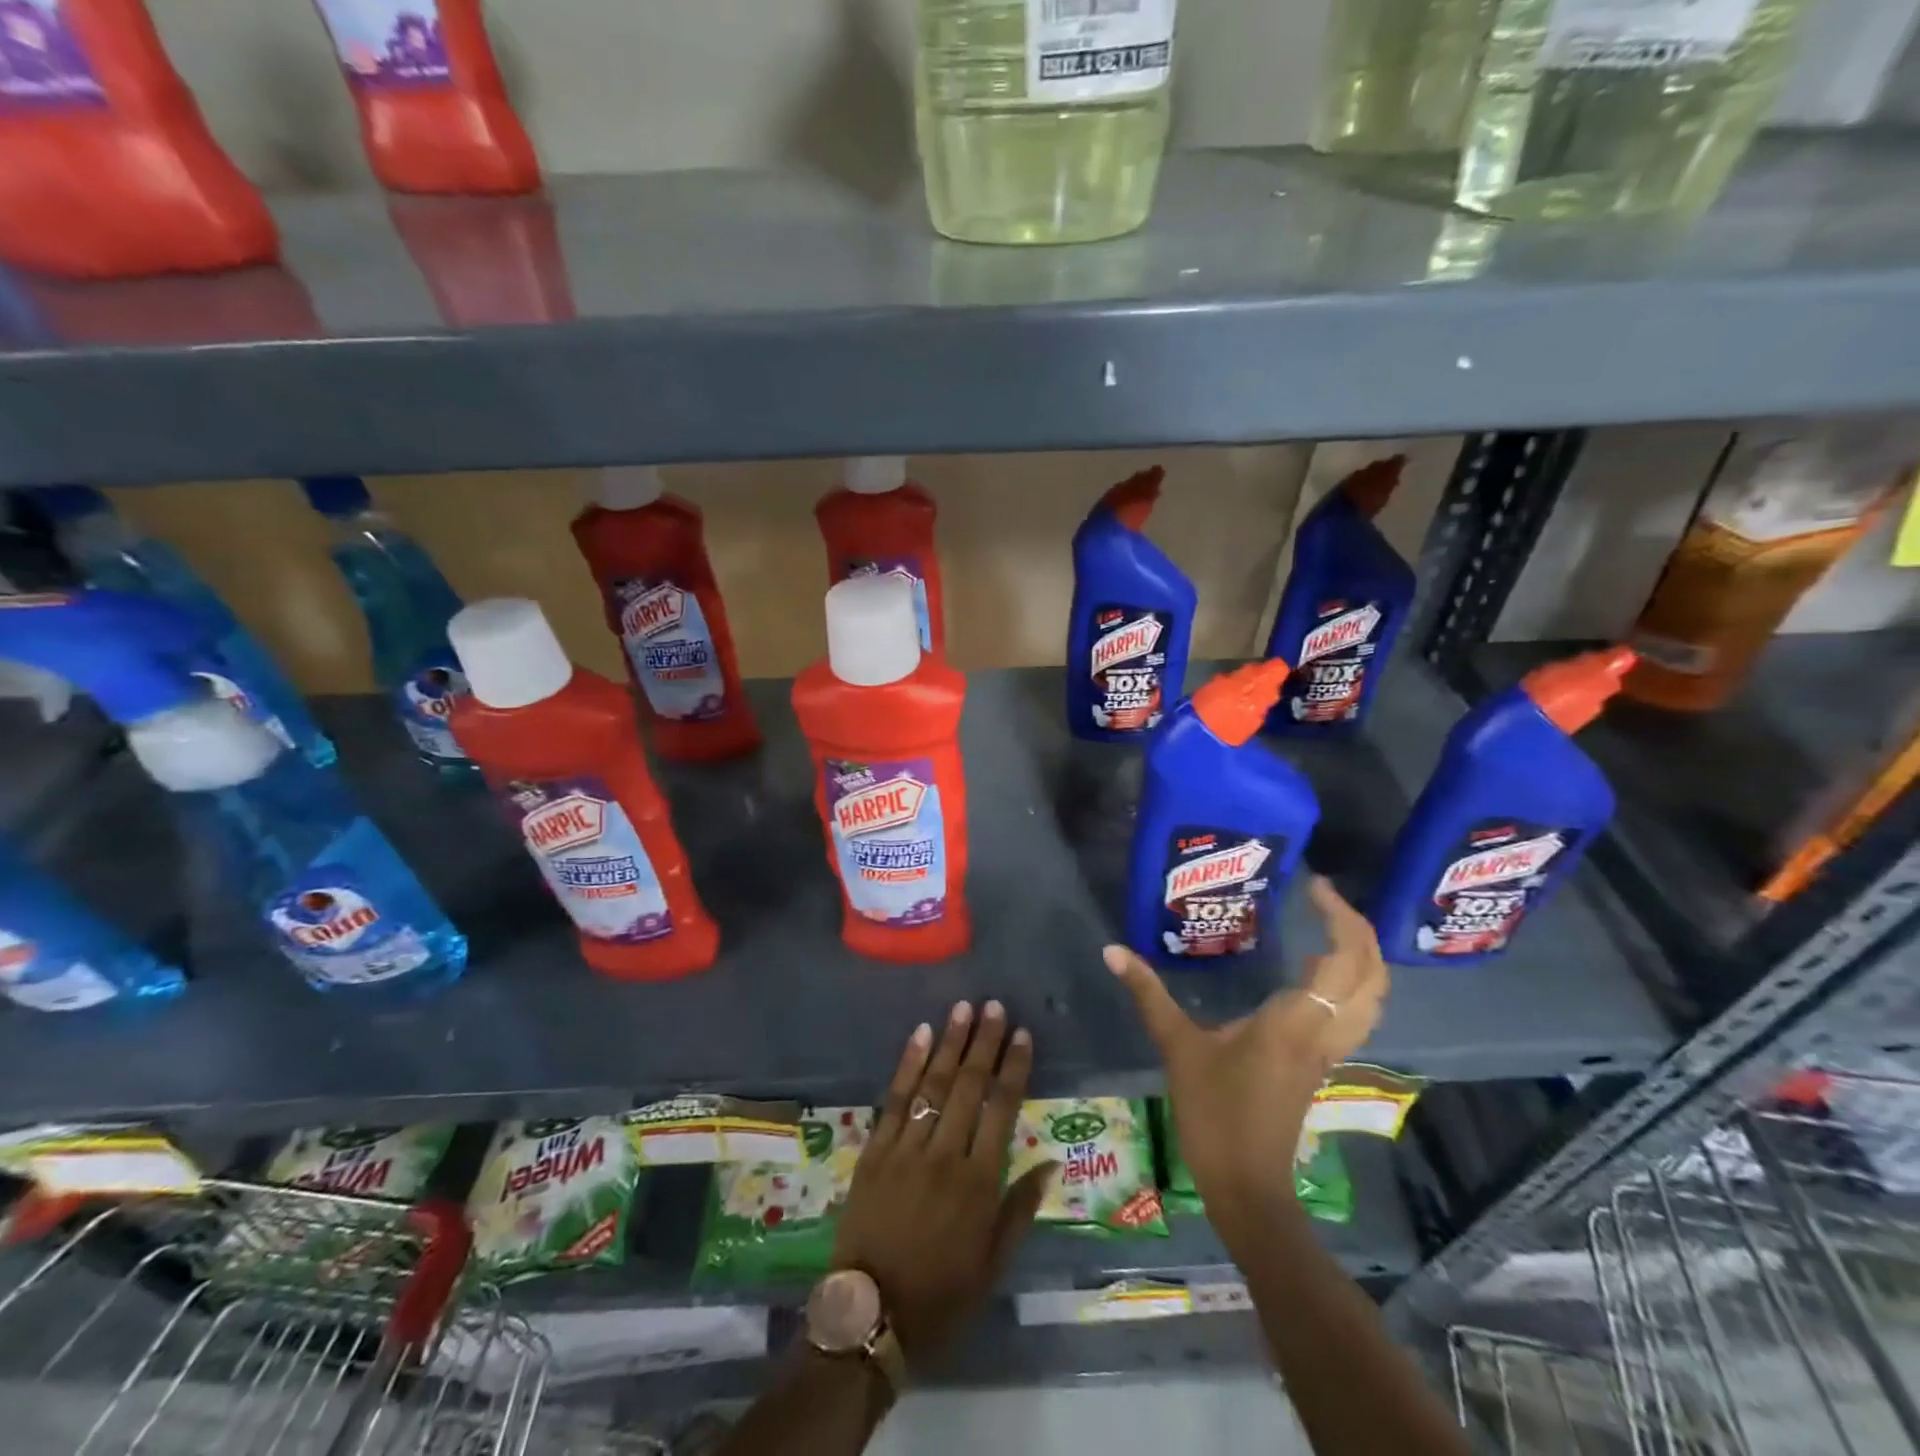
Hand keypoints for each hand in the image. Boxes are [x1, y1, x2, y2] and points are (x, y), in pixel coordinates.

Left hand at [831, 1000, 1051, 1368]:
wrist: (870, 1315)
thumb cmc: (940, 1294)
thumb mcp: (992, 1264)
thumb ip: (1021, 1209)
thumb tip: (1052, 1163)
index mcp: (979, 1182)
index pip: (1003, 1109)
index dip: (1013, 1068)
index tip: (1022, 1034)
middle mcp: (945, 1154)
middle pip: (969, 1086)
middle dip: (983, 1042)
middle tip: (993, 1005)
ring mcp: (906, 1148)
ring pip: (934, 1084)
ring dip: (950, 1043)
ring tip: (963, 1008)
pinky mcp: (875, 1149)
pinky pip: (894, 1098)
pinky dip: (908, 1064)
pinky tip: (920, 1035)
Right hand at [1103, 876, 1387, 1254]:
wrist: (1247, 1185)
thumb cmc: (1215, 1113)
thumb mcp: (1178, 1047)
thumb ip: (1149, 994)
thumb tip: (1112, 949)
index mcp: (1295, 1020)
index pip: (1342, 959)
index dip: (1340, 917)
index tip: (1315, 886)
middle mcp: (1323, 1030)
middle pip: (1372, 975)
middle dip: (1360, 930)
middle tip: (1325, 898)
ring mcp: (1328, 1050)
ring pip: (1372, 997)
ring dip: (1363, 957)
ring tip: (1329, 926)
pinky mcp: (1321, 1063)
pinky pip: (1355, 1013)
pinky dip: (1351, 982)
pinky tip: (1318, 972)